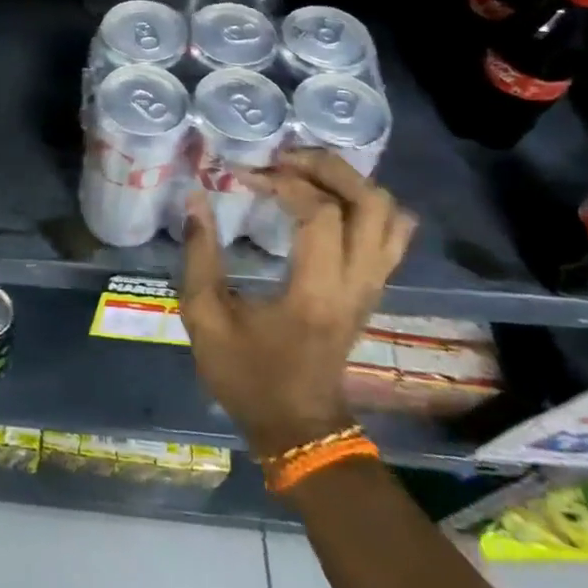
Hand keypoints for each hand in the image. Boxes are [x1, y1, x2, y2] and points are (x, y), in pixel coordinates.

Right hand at [178, 150, 416, 457]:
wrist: (298, 429)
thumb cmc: (246, 376)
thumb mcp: (204, 317)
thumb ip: (199, 254)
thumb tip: (195, 198)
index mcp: (316, 292)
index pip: (320, 213)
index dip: (282, 183)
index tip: (243, 176)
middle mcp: (357, 283)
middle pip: (369, 202)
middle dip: (326, 167)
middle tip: (282, 159)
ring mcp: (373, 286)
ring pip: (389, 214)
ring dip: (349, 182)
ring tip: (303, 173)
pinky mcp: (373, 289)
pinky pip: (391, 234)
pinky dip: (364, 204)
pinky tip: (326, 201)